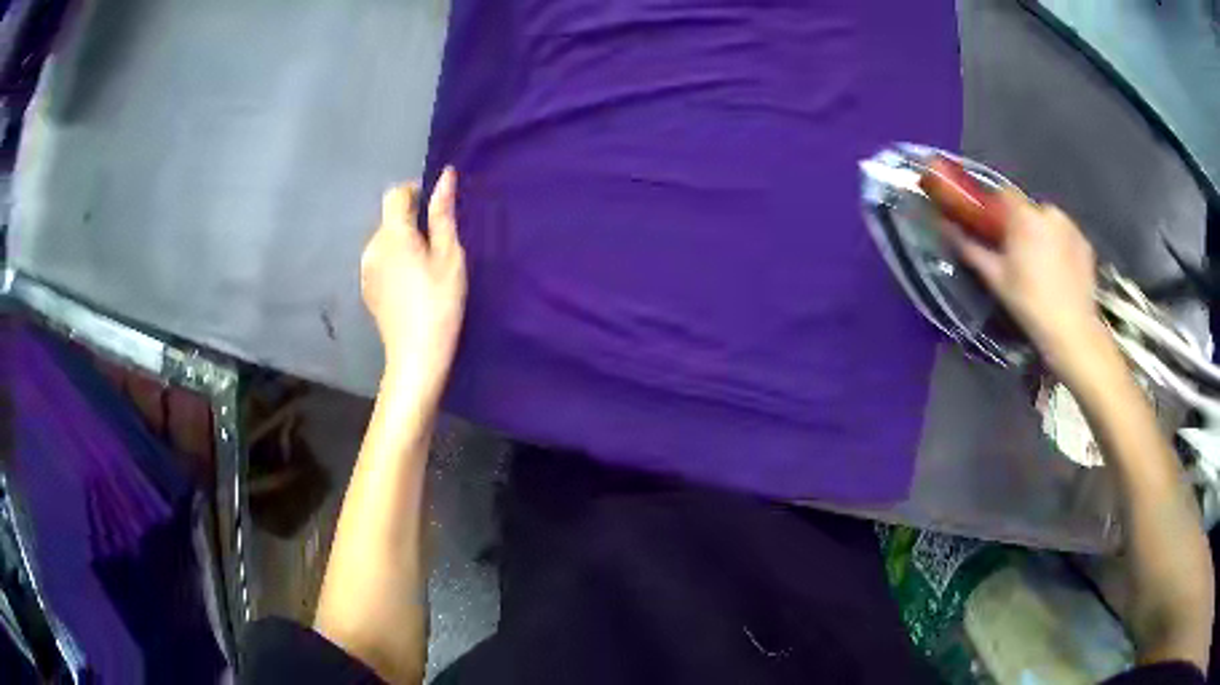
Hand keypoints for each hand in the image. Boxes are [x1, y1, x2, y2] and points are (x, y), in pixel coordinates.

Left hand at [361, 167, 466, 395]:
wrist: (415, 356)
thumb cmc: (439, 303)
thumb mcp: (450, 256)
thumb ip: (443, 214)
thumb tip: (445, 176)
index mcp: (393, 234)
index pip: (396, 194)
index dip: (416, 192)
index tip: (436, 209)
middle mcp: (372, 246)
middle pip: (389, 217)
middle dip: (411, 220)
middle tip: (438, 244)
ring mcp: (366, 269)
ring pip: (384, 239)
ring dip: (402, 241)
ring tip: (425, 266)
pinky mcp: (366, 287)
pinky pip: (379, 260)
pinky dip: (394, 260)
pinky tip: (410, 284)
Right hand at [944, 190, 1106, 378]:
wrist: (1072, 330)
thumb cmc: (1029, 303)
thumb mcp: (996, 278)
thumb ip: (971, 248)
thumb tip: (946, 228)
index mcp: (1024, 215)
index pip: (1004, 194)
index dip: (997, 209)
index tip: (994, 231)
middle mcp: (1048, 211)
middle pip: (1028, 210)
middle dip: (1022, 226)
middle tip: (1018, 257)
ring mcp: (1071, 226)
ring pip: (1048, 223)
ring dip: (1042, 236)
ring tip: (1042, 268)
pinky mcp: (1086, 243)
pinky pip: (1066, 236)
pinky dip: (1060, 247)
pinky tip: (1059, 273)